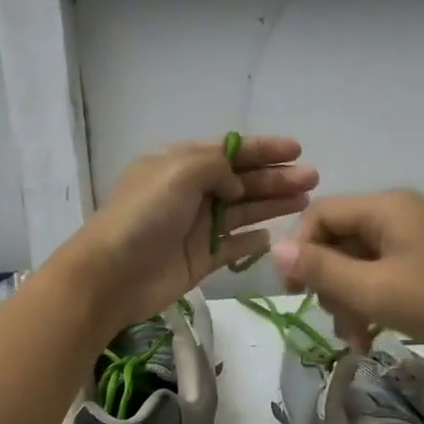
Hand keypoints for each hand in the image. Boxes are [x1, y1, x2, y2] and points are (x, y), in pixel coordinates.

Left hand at [57, 136, 316, 336]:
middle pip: (241, 180)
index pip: (229, 150)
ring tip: (305, 201)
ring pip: (243, 211)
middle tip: (312, 178)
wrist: (112, 274)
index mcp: (179, 164)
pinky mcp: (200, 258)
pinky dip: (253, 240)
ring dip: (272, 203)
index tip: (296, 149)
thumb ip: (216, 166)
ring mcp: (196, 226)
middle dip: (276, 177)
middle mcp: (190, 192)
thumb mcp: (178, 171)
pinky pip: (234, 245)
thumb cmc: (144, 215)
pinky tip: (274, 237)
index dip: (263, 148)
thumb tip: (236, 184)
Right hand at [272, 189, 423, 368]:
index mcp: (385, 207)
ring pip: (359, 263)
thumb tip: (274, 248)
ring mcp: (415, 239)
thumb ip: (322, 270)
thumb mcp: (374, 290)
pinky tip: (371, 337)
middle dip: (329, 283)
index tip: (294, 291)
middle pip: (338, 240)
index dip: (299, 250)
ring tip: (357, 340)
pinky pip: (383, 276)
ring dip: (349, 300)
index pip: (319, 214)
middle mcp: (397, 214)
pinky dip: (372, 303)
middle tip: (336, 322)